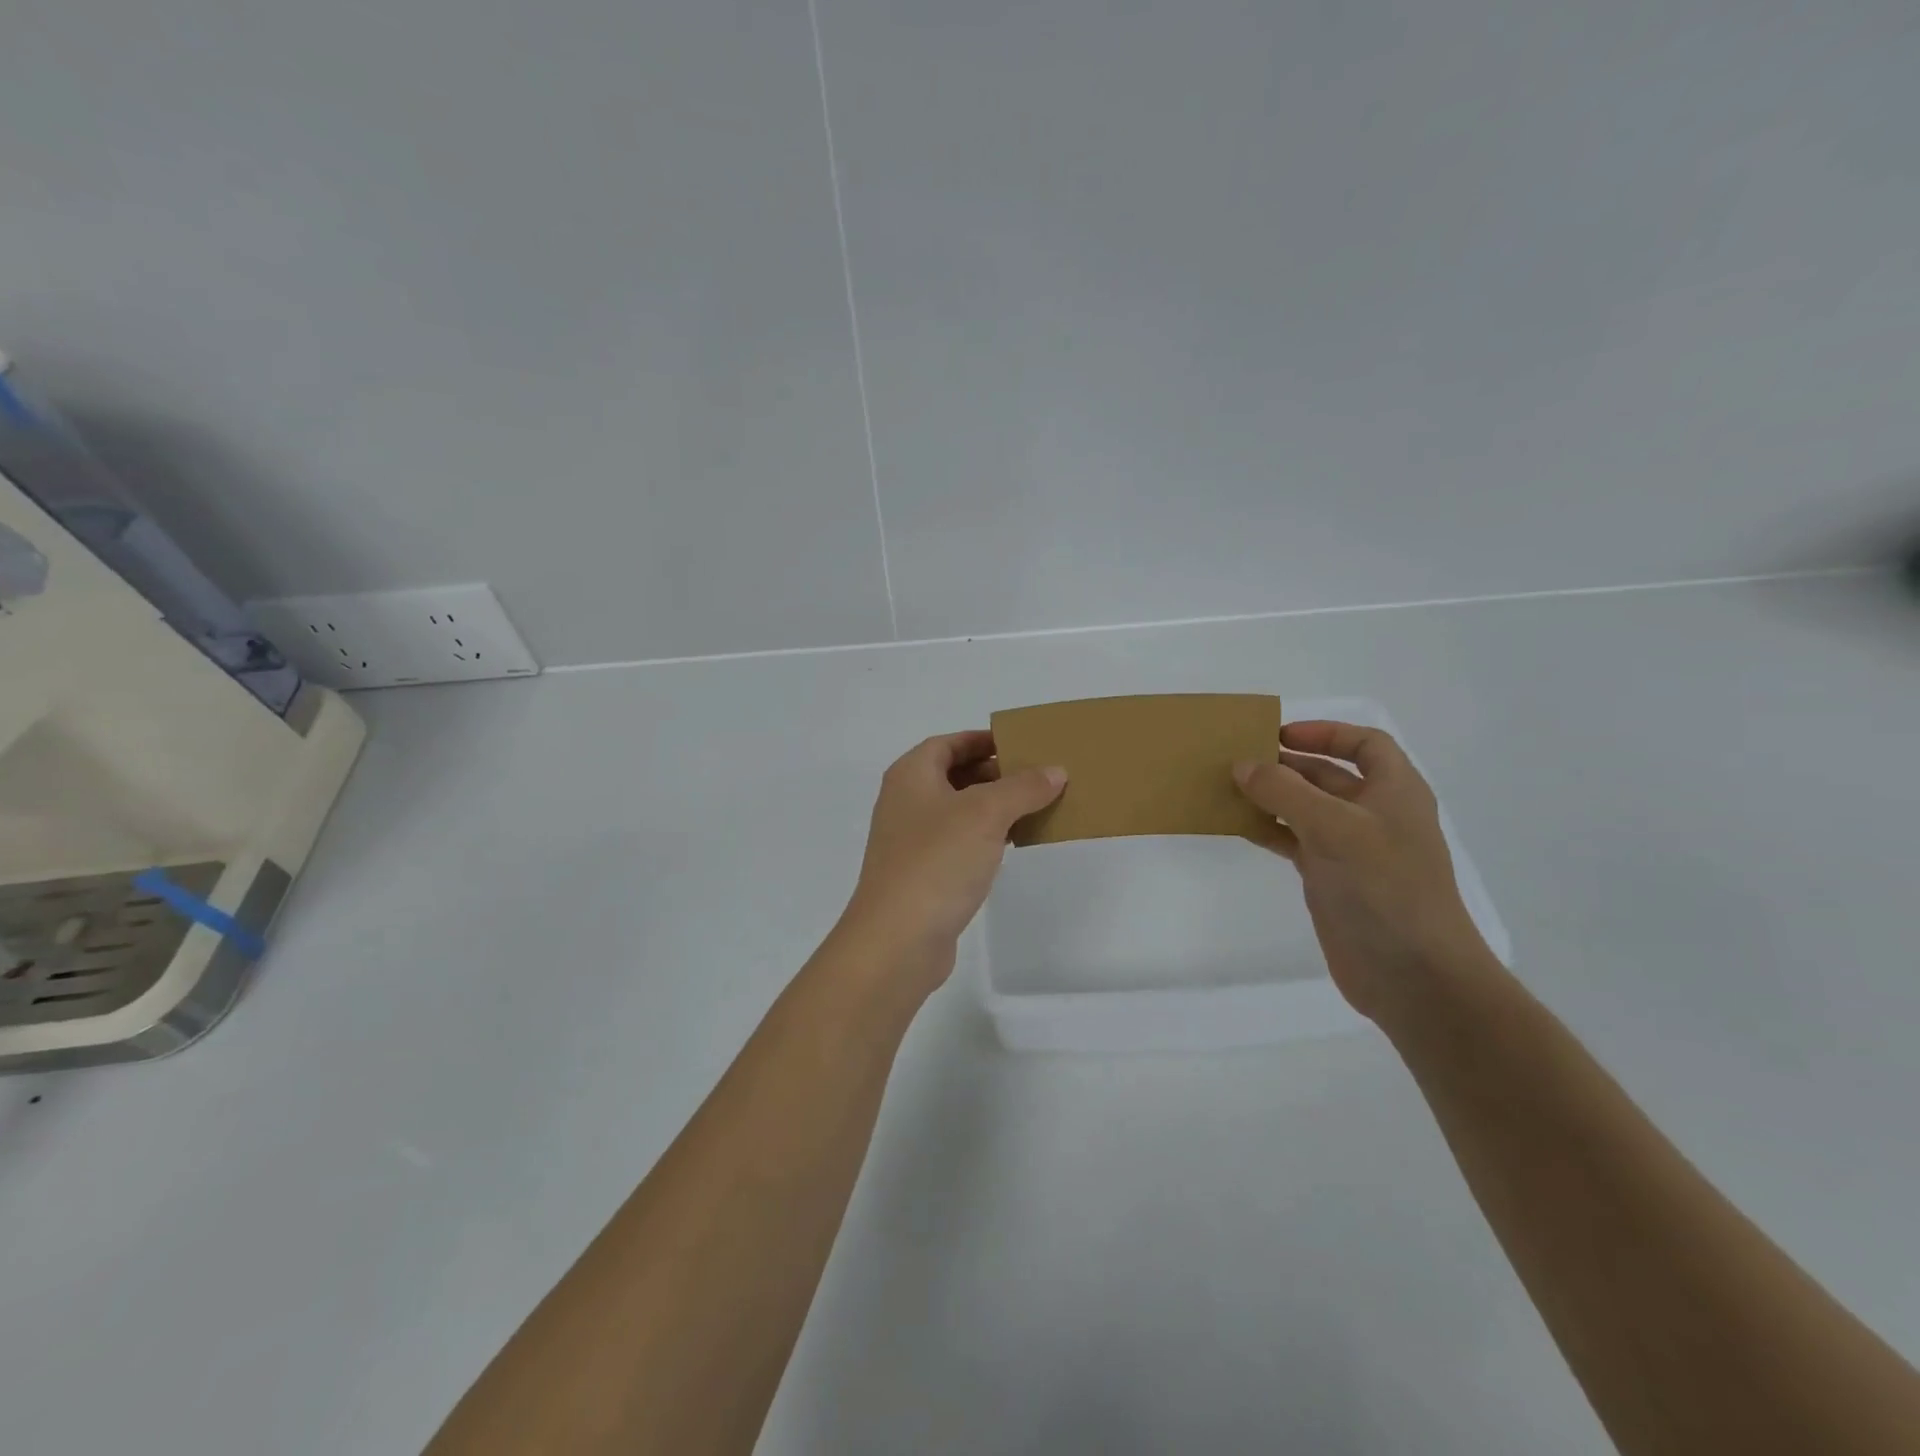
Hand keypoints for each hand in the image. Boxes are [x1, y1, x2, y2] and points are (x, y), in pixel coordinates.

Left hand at [842, 731, 1065, 985]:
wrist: (897, 939)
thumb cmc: (937, 861)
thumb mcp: (986, 814)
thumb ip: (1023, 787)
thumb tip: (1055, 771)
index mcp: (911, 775)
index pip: (948, 743)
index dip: (982, 740)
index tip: (1021, 745)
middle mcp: (905, 802)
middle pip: (953, 775)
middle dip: (994, 774)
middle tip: (1037, 778)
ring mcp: (911, 841)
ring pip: (958, 812)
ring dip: (993, 808)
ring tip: (1035, 809)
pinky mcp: (922, 875)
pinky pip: (958, 843)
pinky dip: (985, 838)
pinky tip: (1012, 847)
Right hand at [1233, 720, 1493, 1023]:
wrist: (1412, 974)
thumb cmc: (1384, 888)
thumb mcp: (1334, 827)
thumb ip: (1285, 791)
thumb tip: (1242, 765)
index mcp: (1394, 791)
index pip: (1365, 744)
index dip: (1325, 732)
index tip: (1279, 735)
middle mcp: (1374, 814)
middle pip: (1328, 774)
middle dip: (1286, 764)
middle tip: (1238, 760)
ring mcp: (1352, 848)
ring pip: (1306, 808)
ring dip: (1271, 797)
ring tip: (1228, 789)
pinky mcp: (1331, 878)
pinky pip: (1294, 841)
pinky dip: (1269, 830)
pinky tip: (1239, 826)